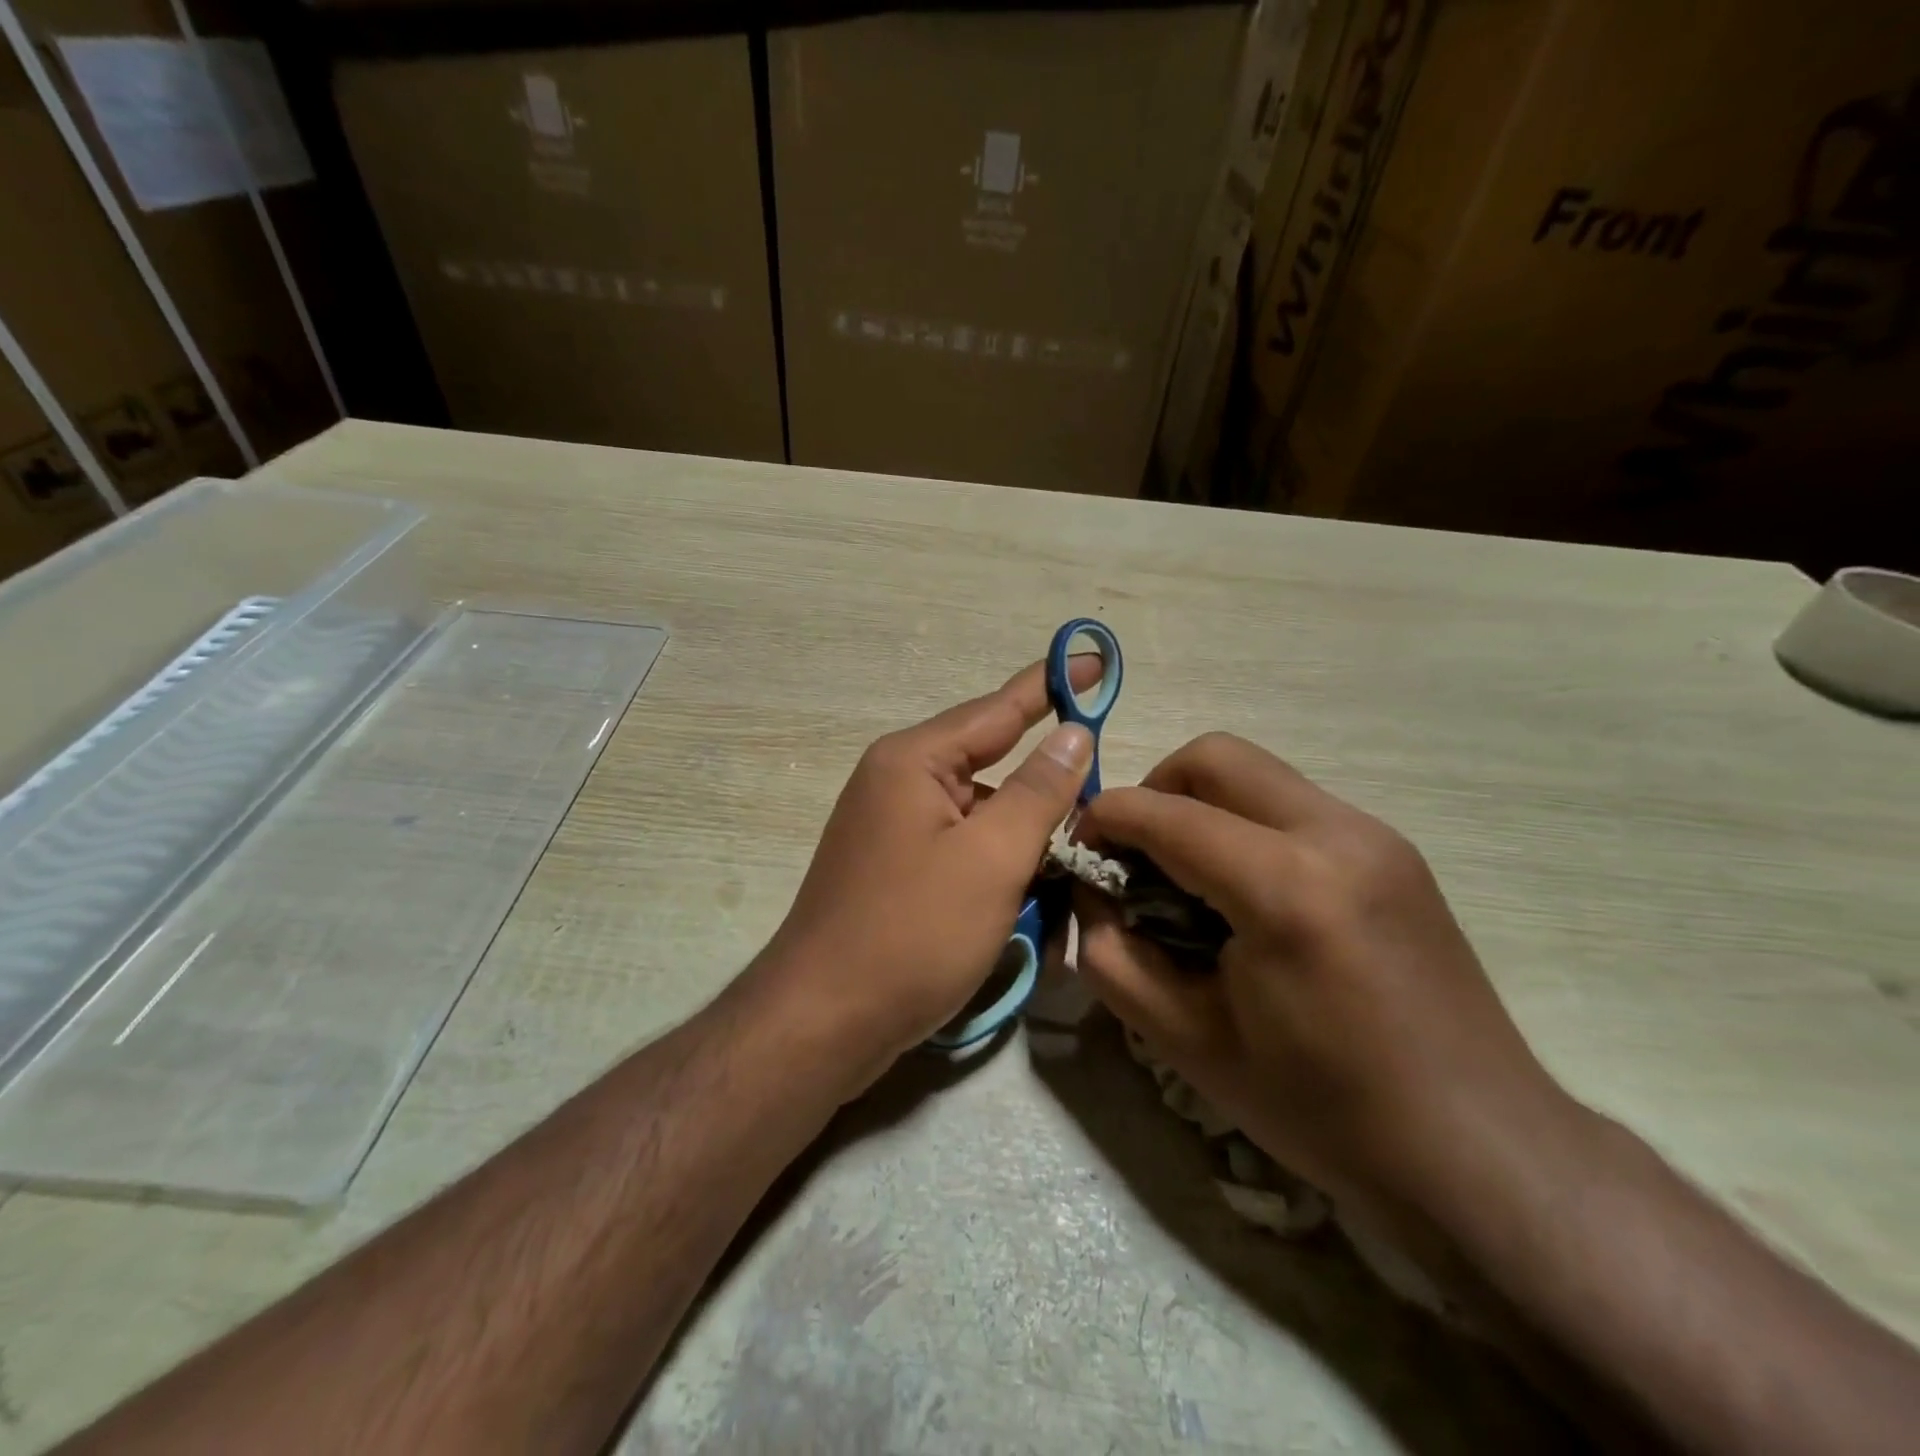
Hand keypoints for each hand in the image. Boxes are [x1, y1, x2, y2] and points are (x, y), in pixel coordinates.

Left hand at [755, 659, 1095, 1091]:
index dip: (1052, 685)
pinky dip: (996, 866)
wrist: (822, 1021)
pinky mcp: (893, 868)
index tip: (1098, 659)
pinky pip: (960, 848)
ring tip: (1066, 870)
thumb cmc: (912, 933)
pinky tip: (1024, 899)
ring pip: (980, 814)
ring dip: (1023, 839)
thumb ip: (1039, 790)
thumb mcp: (992, 858)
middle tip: (1097, 807)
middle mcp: (897, 781)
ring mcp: (891, 827)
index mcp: (914, 761)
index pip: (998, 708)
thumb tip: (1074, 732)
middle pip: (991, 765)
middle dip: (1045, 787)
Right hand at [1075, 733, 1576, 1217]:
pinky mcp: (1393, 849)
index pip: (1163, 814)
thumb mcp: (1185, 1042)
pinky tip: (1243, 893)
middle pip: (1214, 757)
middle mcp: (1337, 835)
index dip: (1103, 820)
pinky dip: (1244, 824)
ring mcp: (1375, 835)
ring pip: (1256, 773)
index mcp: (1285, 888)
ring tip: (1185, 876)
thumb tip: (1090, 891)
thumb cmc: (1323, 1108)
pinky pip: (1292, 804)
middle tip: (1134, 854)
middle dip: (1153, 791)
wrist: (1479, 1150)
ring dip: (1200, 806)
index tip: (1079, 852)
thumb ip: (1111, 954)